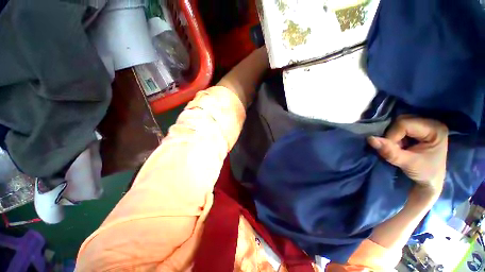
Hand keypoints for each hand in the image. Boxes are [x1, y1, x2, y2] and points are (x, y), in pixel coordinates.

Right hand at [367, 116, 447, 194]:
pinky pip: (399, 125)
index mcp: (435, 129)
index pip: (404, 124)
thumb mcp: (407, 164)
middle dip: (392, 135)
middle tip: (396, 149)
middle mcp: (431, 122)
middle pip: (401, 120)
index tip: (393, 150)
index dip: (392, 136)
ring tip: (398, 147)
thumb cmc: (424, 173)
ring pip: (398, 122)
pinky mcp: (418, 127)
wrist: (430, 180)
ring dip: (392, 135)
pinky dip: (394, 135)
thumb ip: (389, 152)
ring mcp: (425, 123)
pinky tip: (399, 143)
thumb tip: (370, 138)